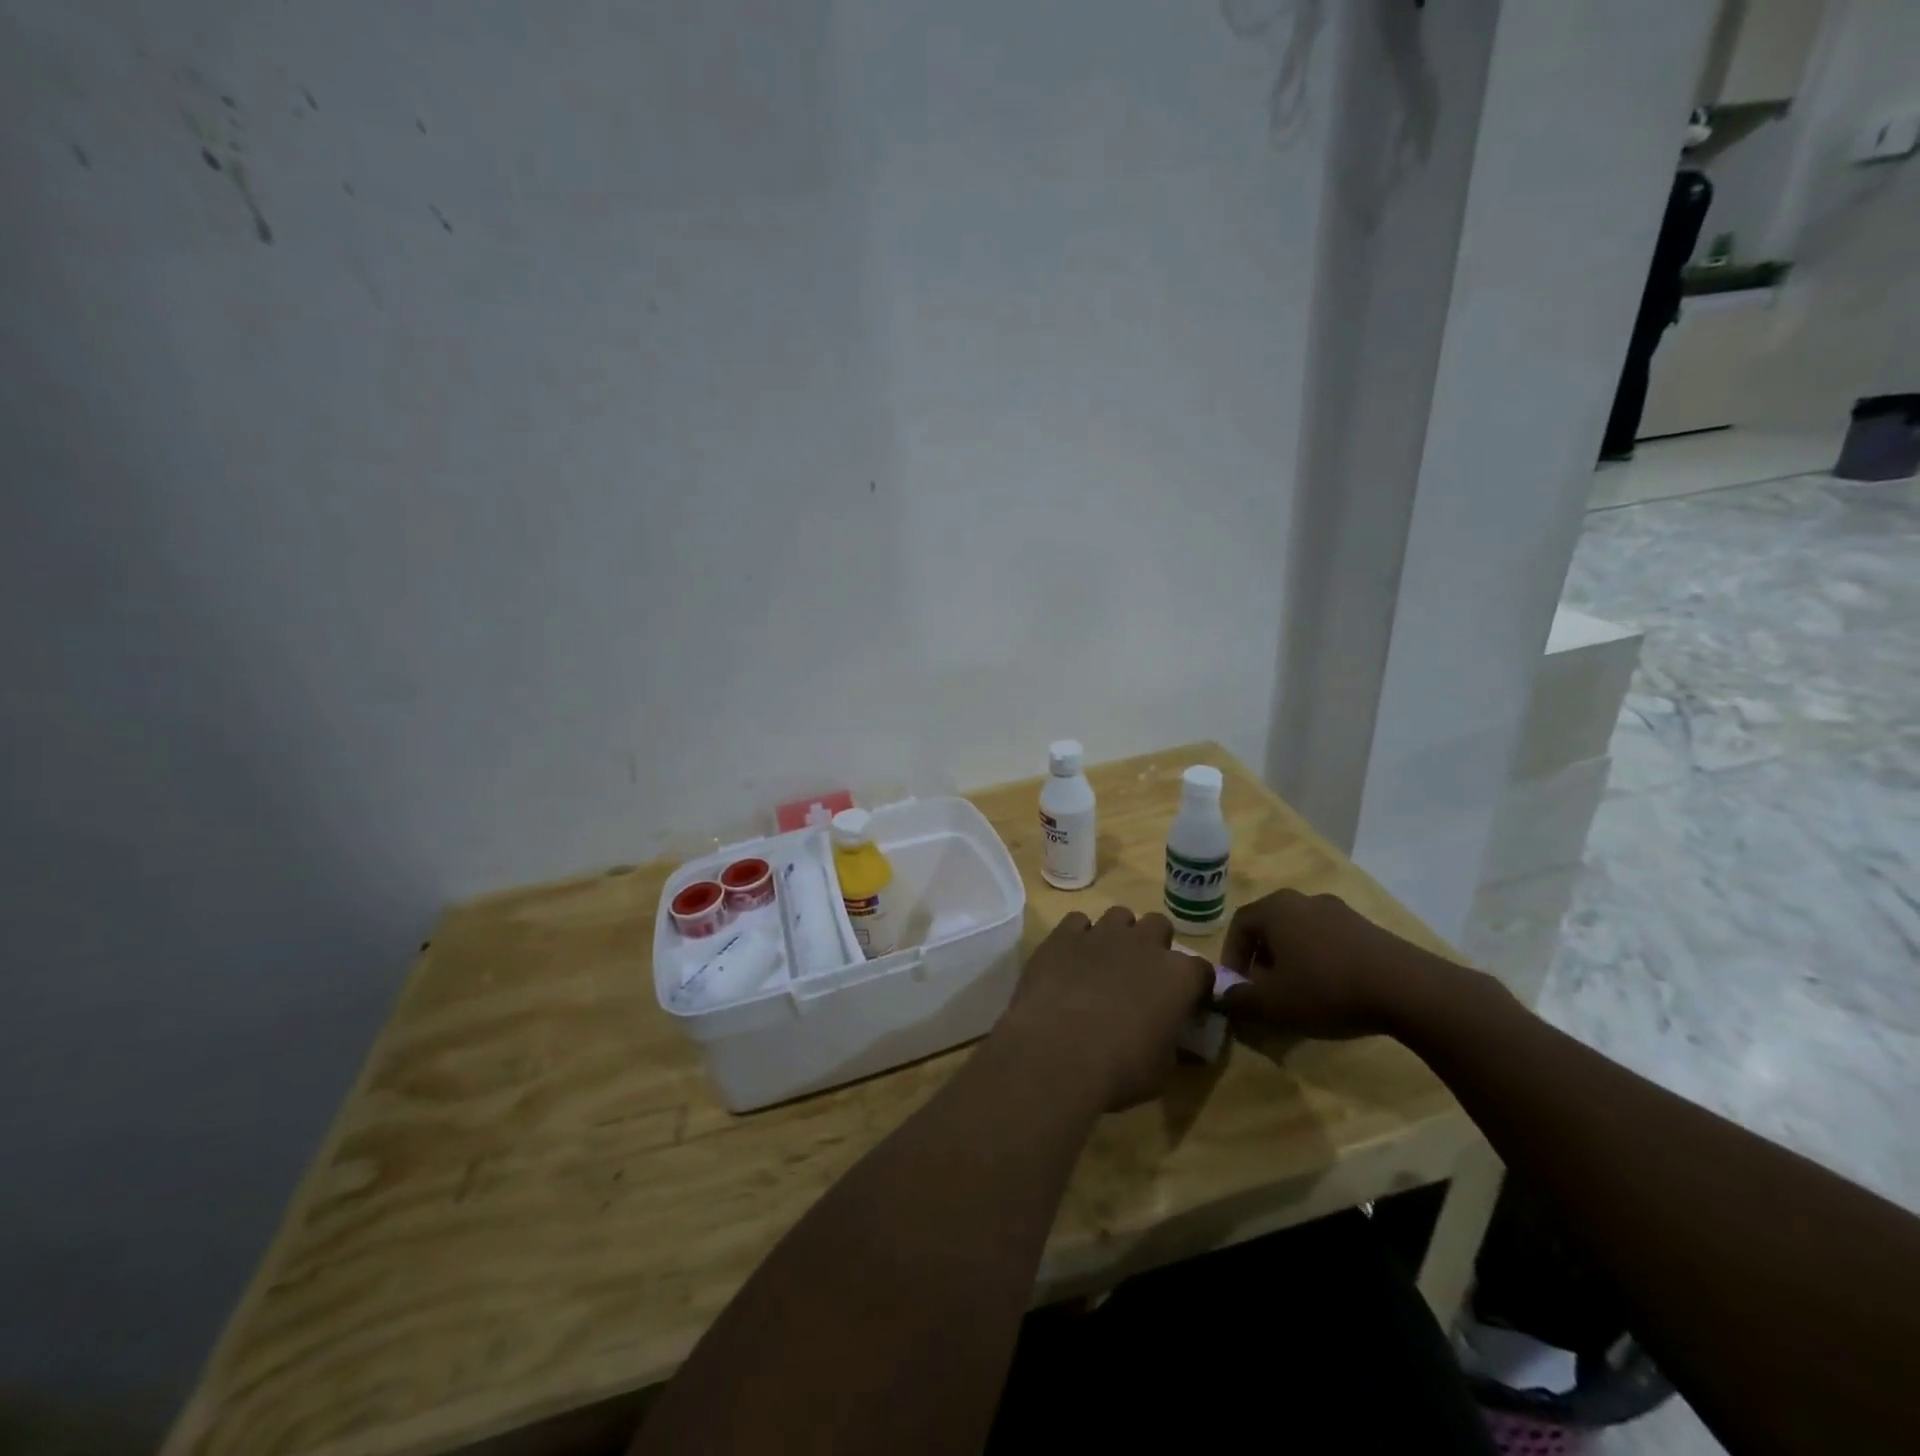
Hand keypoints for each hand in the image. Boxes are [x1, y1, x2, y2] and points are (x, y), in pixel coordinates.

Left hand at [995, 906, 1212, 1111]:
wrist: (1055, 1053)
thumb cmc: (1119, 1069)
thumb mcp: (1161, 1069)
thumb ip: (1171, 1042)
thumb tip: (1168, 1038)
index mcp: (1179, 977)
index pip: (1202, 970)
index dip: (1194, 986)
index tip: (1185, 1003)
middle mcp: (1144, 944)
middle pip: (1159, 926)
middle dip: (1154, 945)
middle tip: (1142, 975)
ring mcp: (1102, 934)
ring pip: (1119, 916)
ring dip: (1118, 935)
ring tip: (1105, 963)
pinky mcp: (1063, 935)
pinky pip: (1077, 921)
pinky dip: (1078, 936)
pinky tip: (1070, 959)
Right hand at [1218, 889, 1446, 1039]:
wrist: (1409, 990)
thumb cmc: (1327, 989)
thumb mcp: (1273, 1004)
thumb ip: (1239, 1000)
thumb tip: (1221, 996)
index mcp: (1274, 908)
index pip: (1238, 926)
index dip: (1233, 958)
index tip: (1238, 988)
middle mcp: (1303, 900)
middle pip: (1270, 927)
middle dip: (1263, 959)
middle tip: (1267, 991)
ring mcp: (1339, 910)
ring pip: (1301, 933)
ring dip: (1293, 960)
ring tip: (1301, 994)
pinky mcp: (1368, 927)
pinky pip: (1330, 941)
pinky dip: (1322, 961)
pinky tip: (1334, 991)